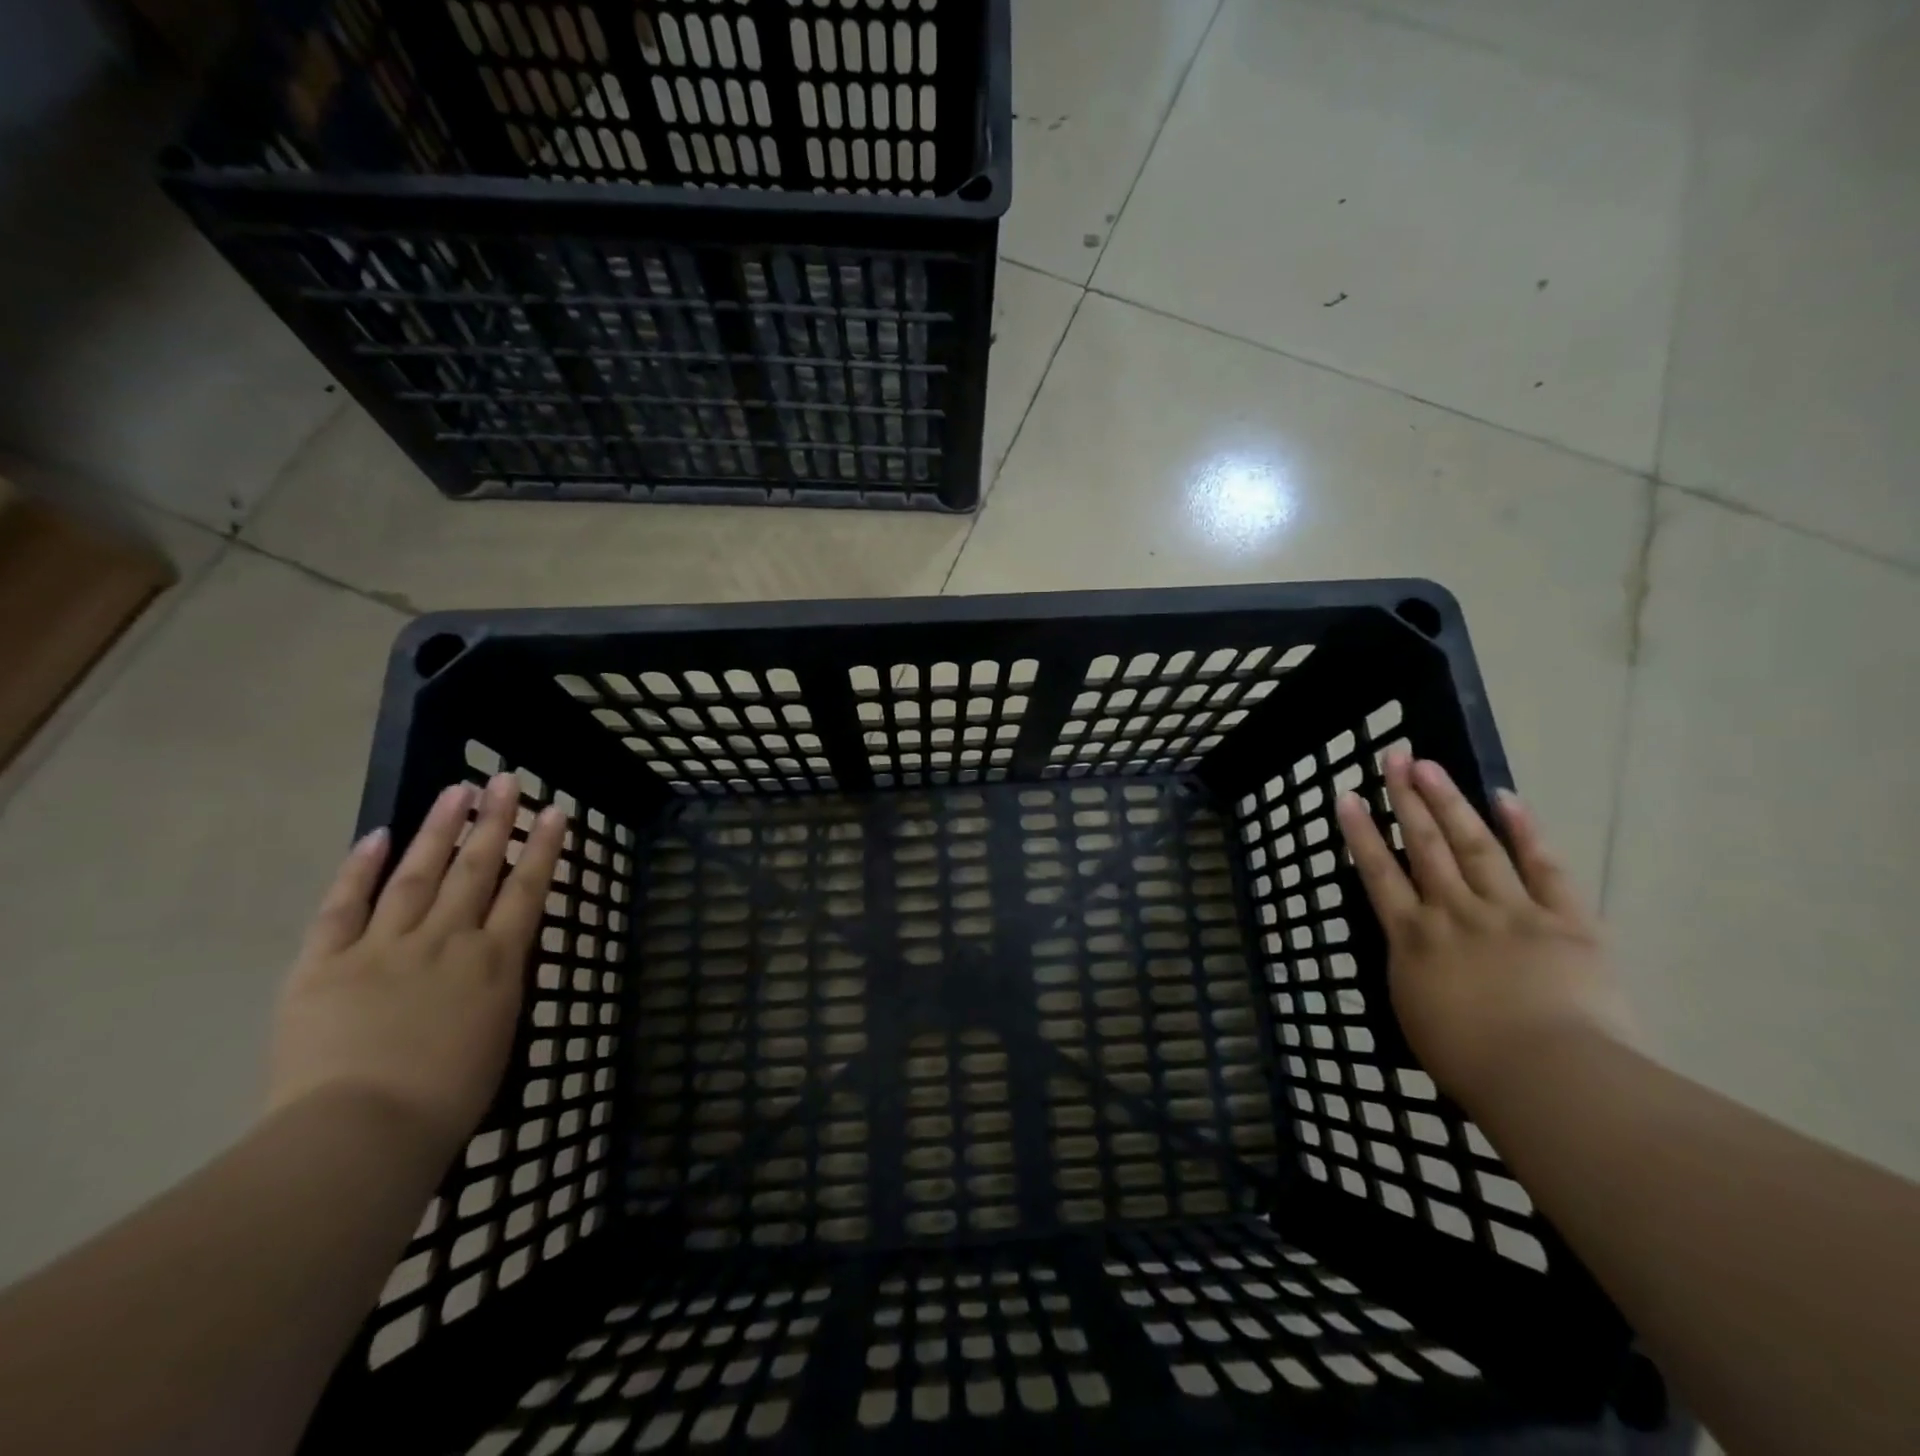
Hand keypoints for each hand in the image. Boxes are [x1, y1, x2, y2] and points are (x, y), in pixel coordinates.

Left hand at [266, 774, 567, 1153]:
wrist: (362, 1133)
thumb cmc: (447, 1098)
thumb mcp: (498, 1034)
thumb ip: (498, 985)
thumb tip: (497, 955)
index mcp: (495, 962)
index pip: (528, 890)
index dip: (543, 848)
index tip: (556, 812)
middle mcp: (447, 940)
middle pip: (476, 868)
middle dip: (496, 821)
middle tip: (506, 780)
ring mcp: (385, 946)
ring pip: (418, 874)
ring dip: (440, 828)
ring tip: (457, 790)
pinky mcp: (325, 963)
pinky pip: (343, 907)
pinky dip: (360, 869)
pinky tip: (378, 836)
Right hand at [1335, 754, 1633, 1110]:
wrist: (1550, 1079)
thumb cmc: (1471, 1062)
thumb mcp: (1416, 1014)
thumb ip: (1412, 970)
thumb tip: (1412, 945)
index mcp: (1413, 938)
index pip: (1378, 873)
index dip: (1361, 833)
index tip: (1347, 797)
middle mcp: (1453, 912)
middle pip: (1424, 846)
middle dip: (1405, 799)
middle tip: (1394, 758)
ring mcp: (1510, 911)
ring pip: (1473, 845)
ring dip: (1449, 802)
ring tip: (1430, 765)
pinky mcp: (1566, 921)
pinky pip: (1544, 868)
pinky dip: (1525, 832)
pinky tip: (1506, 798)